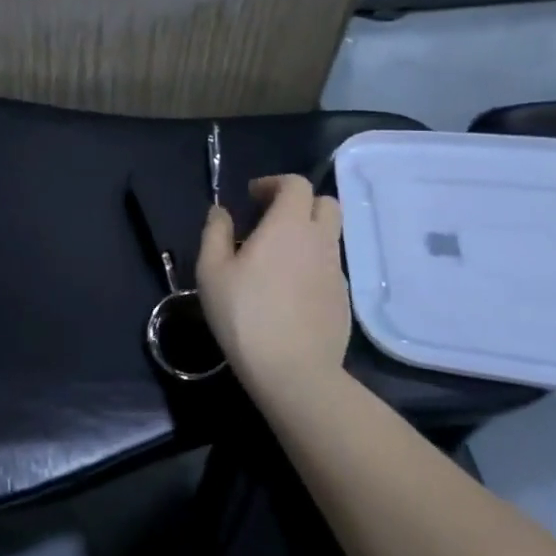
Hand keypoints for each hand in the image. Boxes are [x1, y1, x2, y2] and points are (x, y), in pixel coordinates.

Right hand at [197, 175, 350, 403]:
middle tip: (269, 220)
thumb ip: (215, 233)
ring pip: (328, 236)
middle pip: (325, 203)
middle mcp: (320, 241)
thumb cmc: (244, 314)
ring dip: (305, 234)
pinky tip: (287, 290)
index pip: (296, 184)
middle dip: (299, 203)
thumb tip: (221, 212)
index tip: (252, 199)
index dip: (274, 184)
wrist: (294, 371)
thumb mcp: (212, 271)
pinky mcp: (343, 299)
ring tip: (274, 258)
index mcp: (288, 226)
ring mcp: (336, 271)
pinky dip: (310, 263)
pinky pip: (328, 266)